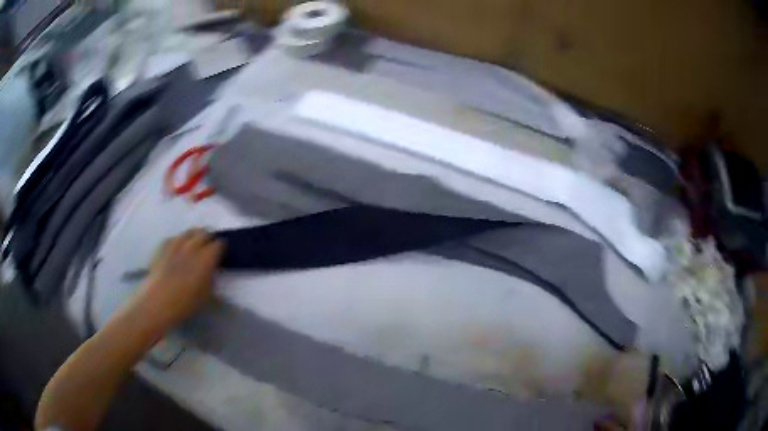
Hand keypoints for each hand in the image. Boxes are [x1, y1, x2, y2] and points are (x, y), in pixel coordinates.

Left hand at [130, 229, 224, 331]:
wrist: (158, 301)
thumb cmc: (185, 303)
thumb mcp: (206, 294)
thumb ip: (211, 277)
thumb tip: (212, 269)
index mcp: (207, 257)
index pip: (219, 244)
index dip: (222, 248)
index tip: (221, 255)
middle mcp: (193, 245)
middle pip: (204, 233)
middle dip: (209, 239)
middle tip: (209, 249)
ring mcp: (176, 243)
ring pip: (189, 232)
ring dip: (194, 237)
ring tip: (194, 246)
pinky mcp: (163, 245)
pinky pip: (175, 237)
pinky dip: (180, 241)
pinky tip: (178, 250)